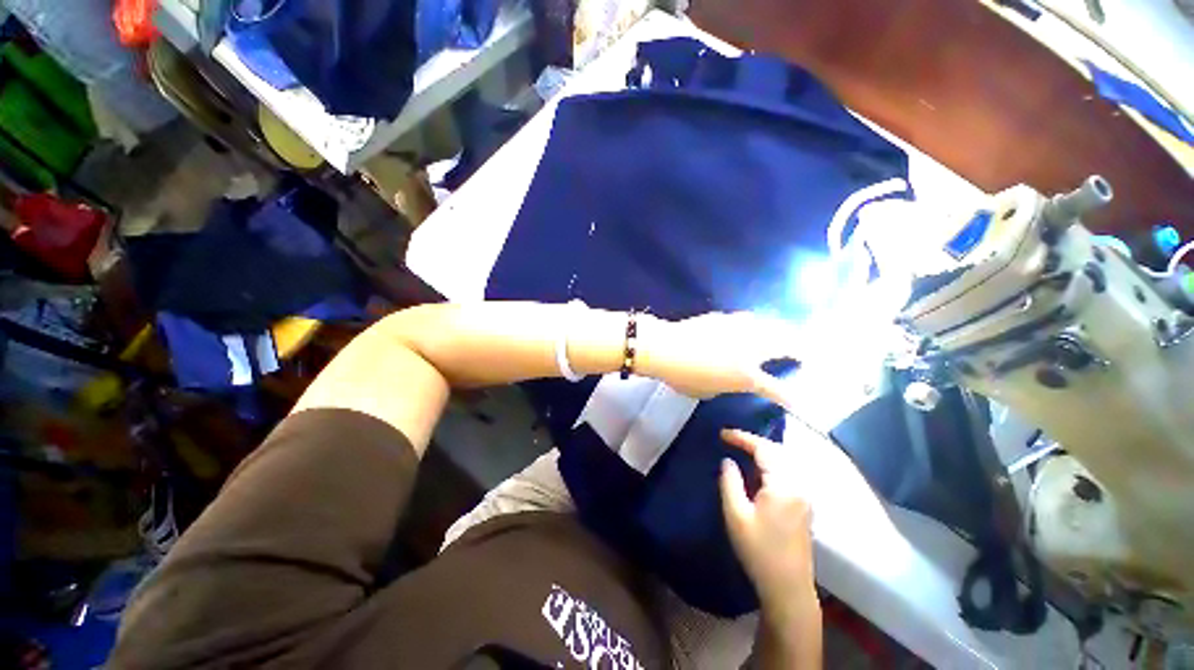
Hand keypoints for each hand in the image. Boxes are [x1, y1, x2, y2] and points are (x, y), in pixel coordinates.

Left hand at [637, 312, 803, 409]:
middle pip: (785, 345)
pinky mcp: (724, 318)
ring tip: (784, 334)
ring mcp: (738, 330)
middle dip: (799, 349)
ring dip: (780, 331)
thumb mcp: (706, 391)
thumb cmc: (683, 376)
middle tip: (804, 352)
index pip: (776, 389)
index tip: (797, 401)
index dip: (789, 397)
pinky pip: (747, 319)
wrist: (665, 348)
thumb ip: (724, 386)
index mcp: (746, 376)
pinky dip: (755, 323)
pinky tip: (751, 325)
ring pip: (769, 326)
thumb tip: (728, 379)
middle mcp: (750, 350)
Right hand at [718, 429, 815, 614]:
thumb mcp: (736, 515)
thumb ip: (730, 482)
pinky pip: (788, 473)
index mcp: (783, 486)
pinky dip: (772, 464)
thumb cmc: (759, 551)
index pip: (764, 449)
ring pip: (785, 461)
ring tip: (742, 451)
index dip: (742, 437)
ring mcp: (805, 496)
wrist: (788, 588)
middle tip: (731, 440)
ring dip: (764, 452)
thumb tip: (728, 461)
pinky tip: (759, 471)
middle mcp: (799, 486)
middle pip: (778, 451)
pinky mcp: (804, 506)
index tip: (722, 434)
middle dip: (754, 442)